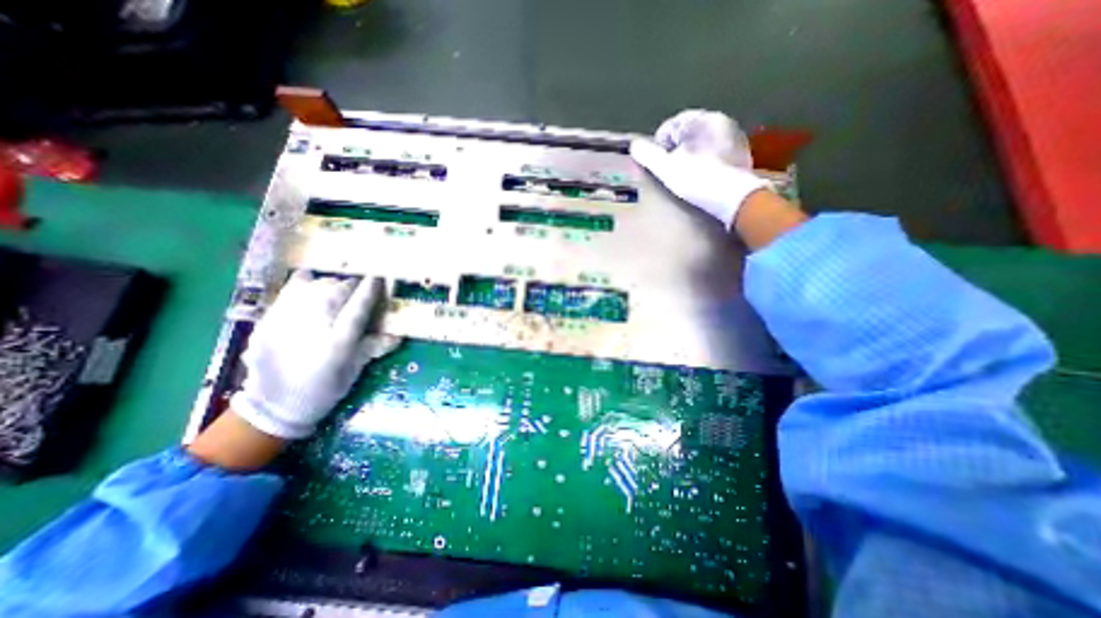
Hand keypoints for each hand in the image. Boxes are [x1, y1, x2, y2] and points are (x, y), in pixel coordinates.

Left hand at [230, 271, 402, 439]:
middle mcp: (313, 327)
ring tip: (337, 288)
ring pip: (314, 288)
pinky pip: (289, 291)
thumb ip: (374, 348)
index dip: (370, 290)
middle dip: (351, 286)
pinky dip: (303, 282)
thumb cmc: (324, 389)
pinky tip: (311, 281)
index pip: (359, 308)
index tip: (379, 277)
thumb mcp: (354, 370)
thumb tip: (399, 335)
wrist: (274, 405)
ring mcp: (288, 321)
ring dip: (331, 284)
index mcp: (338, 342)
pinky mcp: (268, 320)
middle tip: (358, 289)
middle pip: (337, 292)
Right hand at [628, 110, 772, 225]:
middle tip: (669, 170)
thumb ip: (648, 155)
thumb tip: (634, 145)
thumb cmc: (697, 180)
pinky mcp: (742, 154)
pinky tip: (703, 177)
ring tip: (685, 175)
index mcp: (702, 119)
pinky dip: (706, 161)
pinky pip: (716, 152)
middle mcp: (721, 121)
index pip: (671, 125)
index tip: (657, 163)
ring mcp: (735, 137)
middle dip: (676, 148)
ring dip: (691, 154)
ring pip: (703, 142)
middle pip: (688, 133)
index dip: (659, 144)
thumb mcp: (666, 168)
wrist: (735, 199)